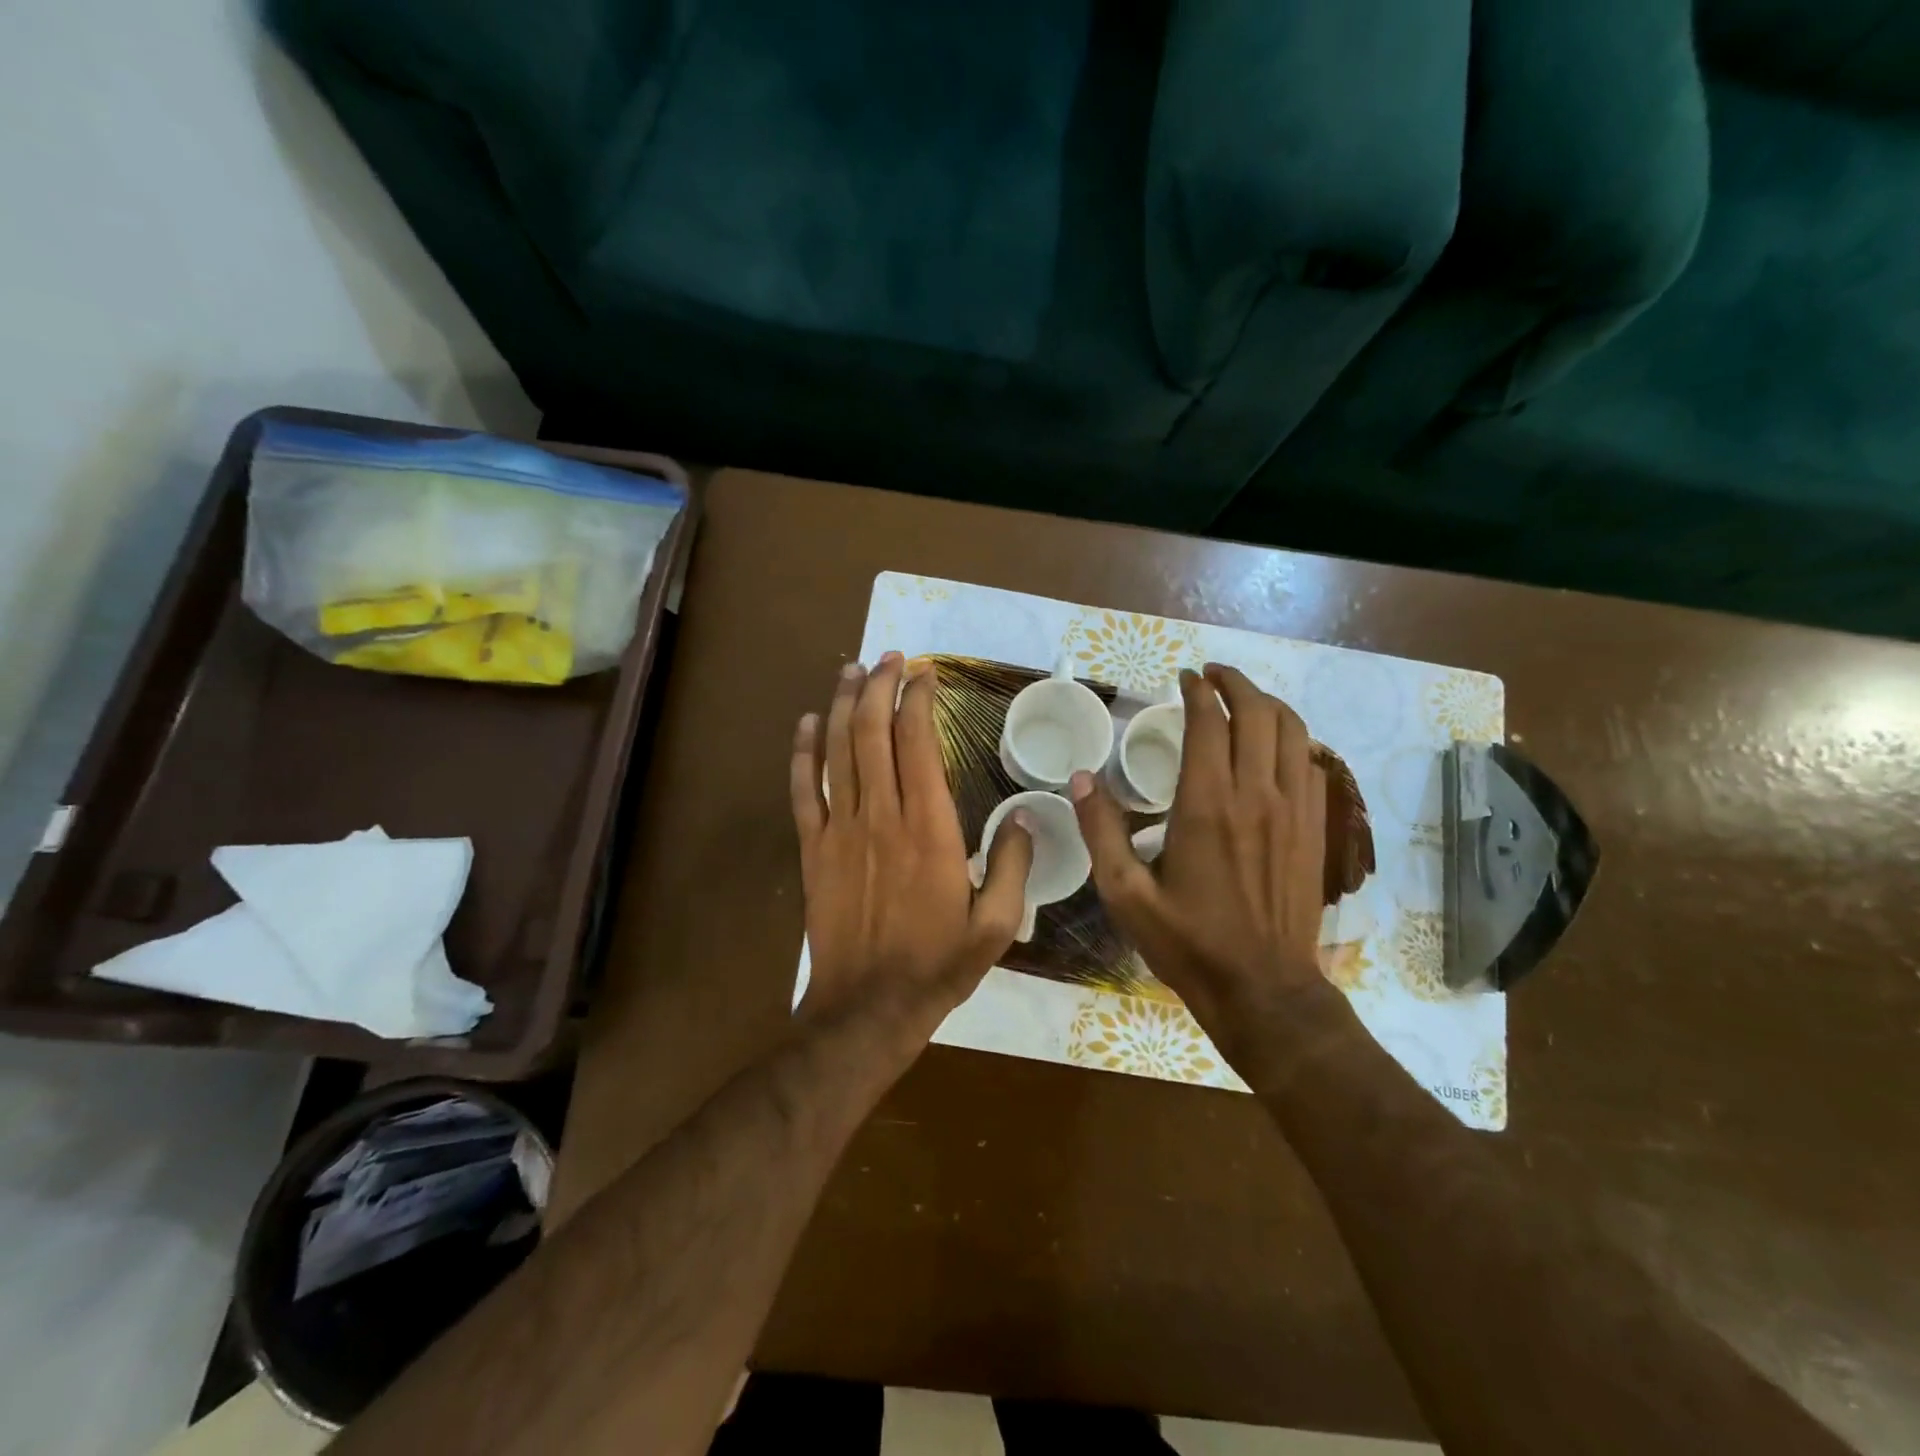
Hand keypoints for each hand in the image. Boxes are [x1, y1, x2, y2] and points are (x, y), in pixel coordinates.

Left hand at [791, 652, 1032, 1044]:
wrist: (866, 1009)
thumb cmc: (936, 966)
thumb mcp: (996, 925)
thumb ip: (1014, 865)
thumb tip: (1026, 816)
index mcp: (929, 828)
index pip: (918, 743)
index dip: (918, 700)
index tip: (925, 672)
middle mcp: (882, 816)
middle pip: (871, 732)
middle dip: (878, 686)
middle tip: (888, 657)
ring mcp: (840, 830)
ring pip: (835, 751)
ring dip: (841, 705)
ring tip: (850, 671)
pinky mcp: (813, 849)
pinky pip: (803, 790)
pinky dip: (802, 752)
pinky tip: (805, 724)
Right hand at [1071, 664, 1333, 1047]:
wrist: (1263, 989)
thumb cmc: (1188, 942)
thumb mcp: (1125, 894)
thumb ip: (1101, 831)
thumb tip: (1081, 778)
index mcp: (1208, 805)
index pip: (1209, 722)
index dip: (1197, 691)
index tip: (1184, 677)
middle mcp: (1257, 795)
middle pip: (1258, 713)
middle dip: (1235, 683)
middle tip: (1211, 676)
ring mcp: (1295, 811)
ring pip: (1293, 731)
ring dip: (1268, 704)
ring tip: (1243, 700)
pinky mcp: (1315, 829)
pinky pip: (1311, 764)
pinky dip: (1293, 739)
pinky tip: (1274, 747)